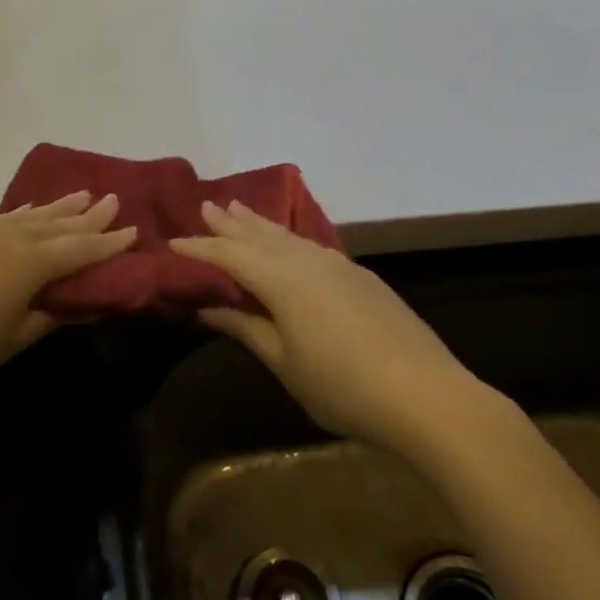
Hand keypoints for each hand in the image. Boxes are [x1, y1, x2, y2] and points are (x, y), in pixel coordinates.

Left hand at [0, 193, 135, 419]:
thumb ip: (45, 319)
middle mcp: (2, 239)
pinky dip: (18, 216)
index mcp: (25, 266)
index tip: (133, 230)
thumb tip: (80, 304)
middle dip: (86, 215)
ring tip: (77, 194)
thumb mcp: (5, 345)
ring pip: (23, 216)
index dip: (107, 243)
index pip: (79, 251)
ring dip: (54, 208)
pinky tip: (20, 215)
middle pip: (54, 225)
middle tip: (111, 199)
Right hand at [169, 201, 483, 453]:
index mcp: (284, 279)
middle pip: (262, 235)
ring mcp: (340, 265)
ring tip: (241, 209)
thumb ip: (247, 329)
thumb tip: (209, 308)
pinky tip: (290, 244)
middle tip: (207, 205)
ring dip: (262, 225)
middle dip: (232, 223)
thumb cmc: (342, 385)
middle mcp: (310, 260)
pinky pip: (313, 247)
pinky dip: (290, 240)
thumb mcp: (284, 362)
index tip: (175, 241)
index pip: (231, 255)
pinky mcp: (362, 278)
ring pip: (290, 237)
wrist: (425, 394)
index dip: (201, 248)